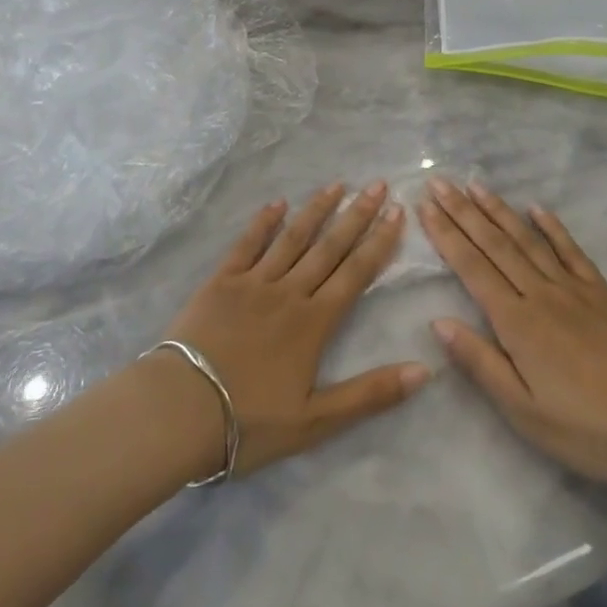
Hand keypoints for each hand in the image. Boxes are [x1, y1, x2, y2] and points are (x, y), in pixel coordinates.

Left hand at [163, 183, 430, 476]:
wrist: (181, 411)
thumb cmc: (250, 422)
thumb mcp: (316, 422)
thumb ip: (370, 394)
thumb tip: (425, 371)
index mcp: (314, 323)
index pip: (355, 273)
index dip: (379, 242)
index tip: (397, 212)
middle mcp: (289, 292)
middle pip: (329, 247)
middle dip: (356, 215)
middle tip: (377, 185)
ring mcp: (253, 282)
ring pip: (292, 238)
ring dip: (316, 210)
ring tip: (336, 184)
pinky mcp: (221, 281)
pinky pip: (247, 244)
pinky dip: (263, 222)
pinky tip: (277, 204)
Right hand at [420, 178, 606, 484]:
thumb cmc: (586, 428)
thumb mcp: (524, 411)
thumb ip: (480, 362)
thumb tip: (438, 321)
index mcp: (517, 323)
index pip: (472, 268)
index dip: (446, 235)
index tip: (425, 206)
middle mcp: (540, 293)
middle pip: (494, 244)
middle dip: (463, 211)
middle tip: (439, 182)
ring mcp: (573, 288)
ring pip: (527, 239)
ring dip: (499, 210)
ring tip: (475, 185)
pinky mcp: (602, 291)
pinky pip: (571, 250)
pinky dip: (552, 226)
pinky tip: (536, 208)